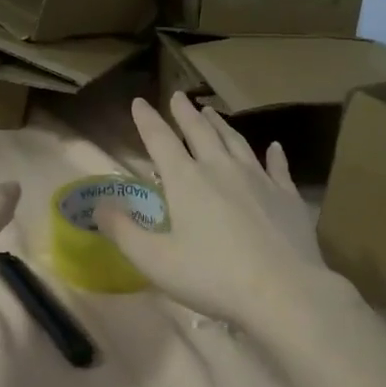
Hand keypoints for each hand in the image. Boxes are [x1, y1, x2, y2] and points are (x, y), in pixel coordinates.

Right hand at [97, 93, 332, 328]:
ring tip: (212, 112)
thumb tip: (98, 206)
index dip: (147, 121)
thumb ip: (123, 232)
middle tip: (178, 97)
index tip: (139, 102)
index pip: (161, 141)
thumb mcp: (155, 260)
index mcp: (186, 181)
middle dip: (186, 113)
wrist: (282, 290)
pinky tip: (274, 147)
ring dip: (221, 125)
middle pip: (201, 132)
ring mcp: (259, 179)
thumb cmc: (212, 276)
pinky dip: (274, 155)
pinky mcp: (287, 196)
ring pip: (236, 142)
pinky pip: (278, 167)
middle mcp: (221, 169)